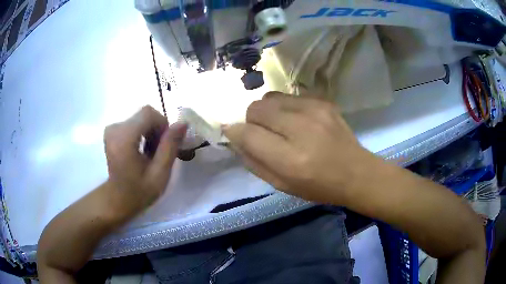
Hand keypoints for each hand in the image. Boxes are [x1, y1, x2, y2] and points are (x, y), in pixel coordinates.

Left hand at [104, 106, 186, 212]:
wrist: (118, 199)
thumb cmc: (139, 191)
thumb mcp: (160, 173)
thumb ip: (170, 146)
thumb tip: (182, 123)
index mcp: (124, 138)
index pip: (149, 114)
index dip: (162, 125)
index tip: (166, 144)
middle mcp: (115, 128)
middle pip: (145, 115)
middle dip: (157, 129)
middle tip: (160, 152)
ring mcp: (112, 129)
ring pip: (141, 118)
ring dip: (151, 132)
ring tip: (152, 153)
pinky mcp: (112, 131)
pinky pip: (134, 123)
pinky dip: (143, 133)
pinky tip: (143, 150)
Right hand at [224, 92, 376, 203]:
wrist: (356, 173)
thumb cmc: (318, 186)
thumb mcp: (281, 185)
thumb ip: (253, 161)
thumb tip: (235, 138)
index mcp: (290, 159)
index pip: (248, 134)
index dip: (235, 132)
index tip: (234, 134)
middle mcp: (301, 128)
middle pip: (256, 108)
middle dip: (251, 120)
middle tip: (262, 133)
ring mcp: (314, 110)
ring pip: (270, 97)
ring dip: (267, 111)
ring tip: (279, 126)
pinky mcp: (323, 101)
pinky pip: (289, 96)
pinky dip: (284, 107)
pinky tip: (297, 121)